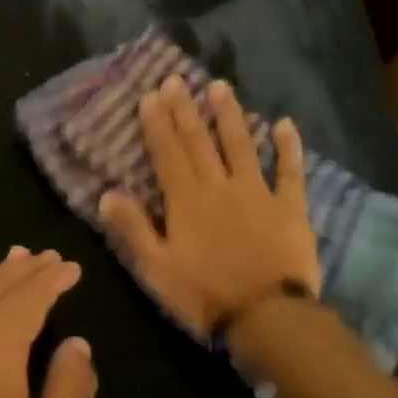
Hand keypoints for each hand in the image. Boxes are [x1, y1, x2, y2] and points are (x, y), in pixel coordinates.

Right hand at [98, 76, 319, 336]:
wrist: (266, 317)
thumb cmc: (204, 295)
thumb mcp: (156, 269)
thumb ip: (133, 229)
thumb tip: (106, 194)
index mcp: (186, 201)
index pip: (168, 153)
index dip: (157, 124)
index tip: (150, 96)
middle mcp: (220, 186)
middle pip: (200, 142)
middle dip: (186, 110)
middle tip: (177, 80)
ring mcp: (258, 193)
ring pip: (242, 145)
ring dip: (230, 115)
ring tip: (220, 87)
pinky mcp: (290, 207)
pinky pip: (290, 171)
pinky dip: (289, 147)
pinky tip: (286, 124)